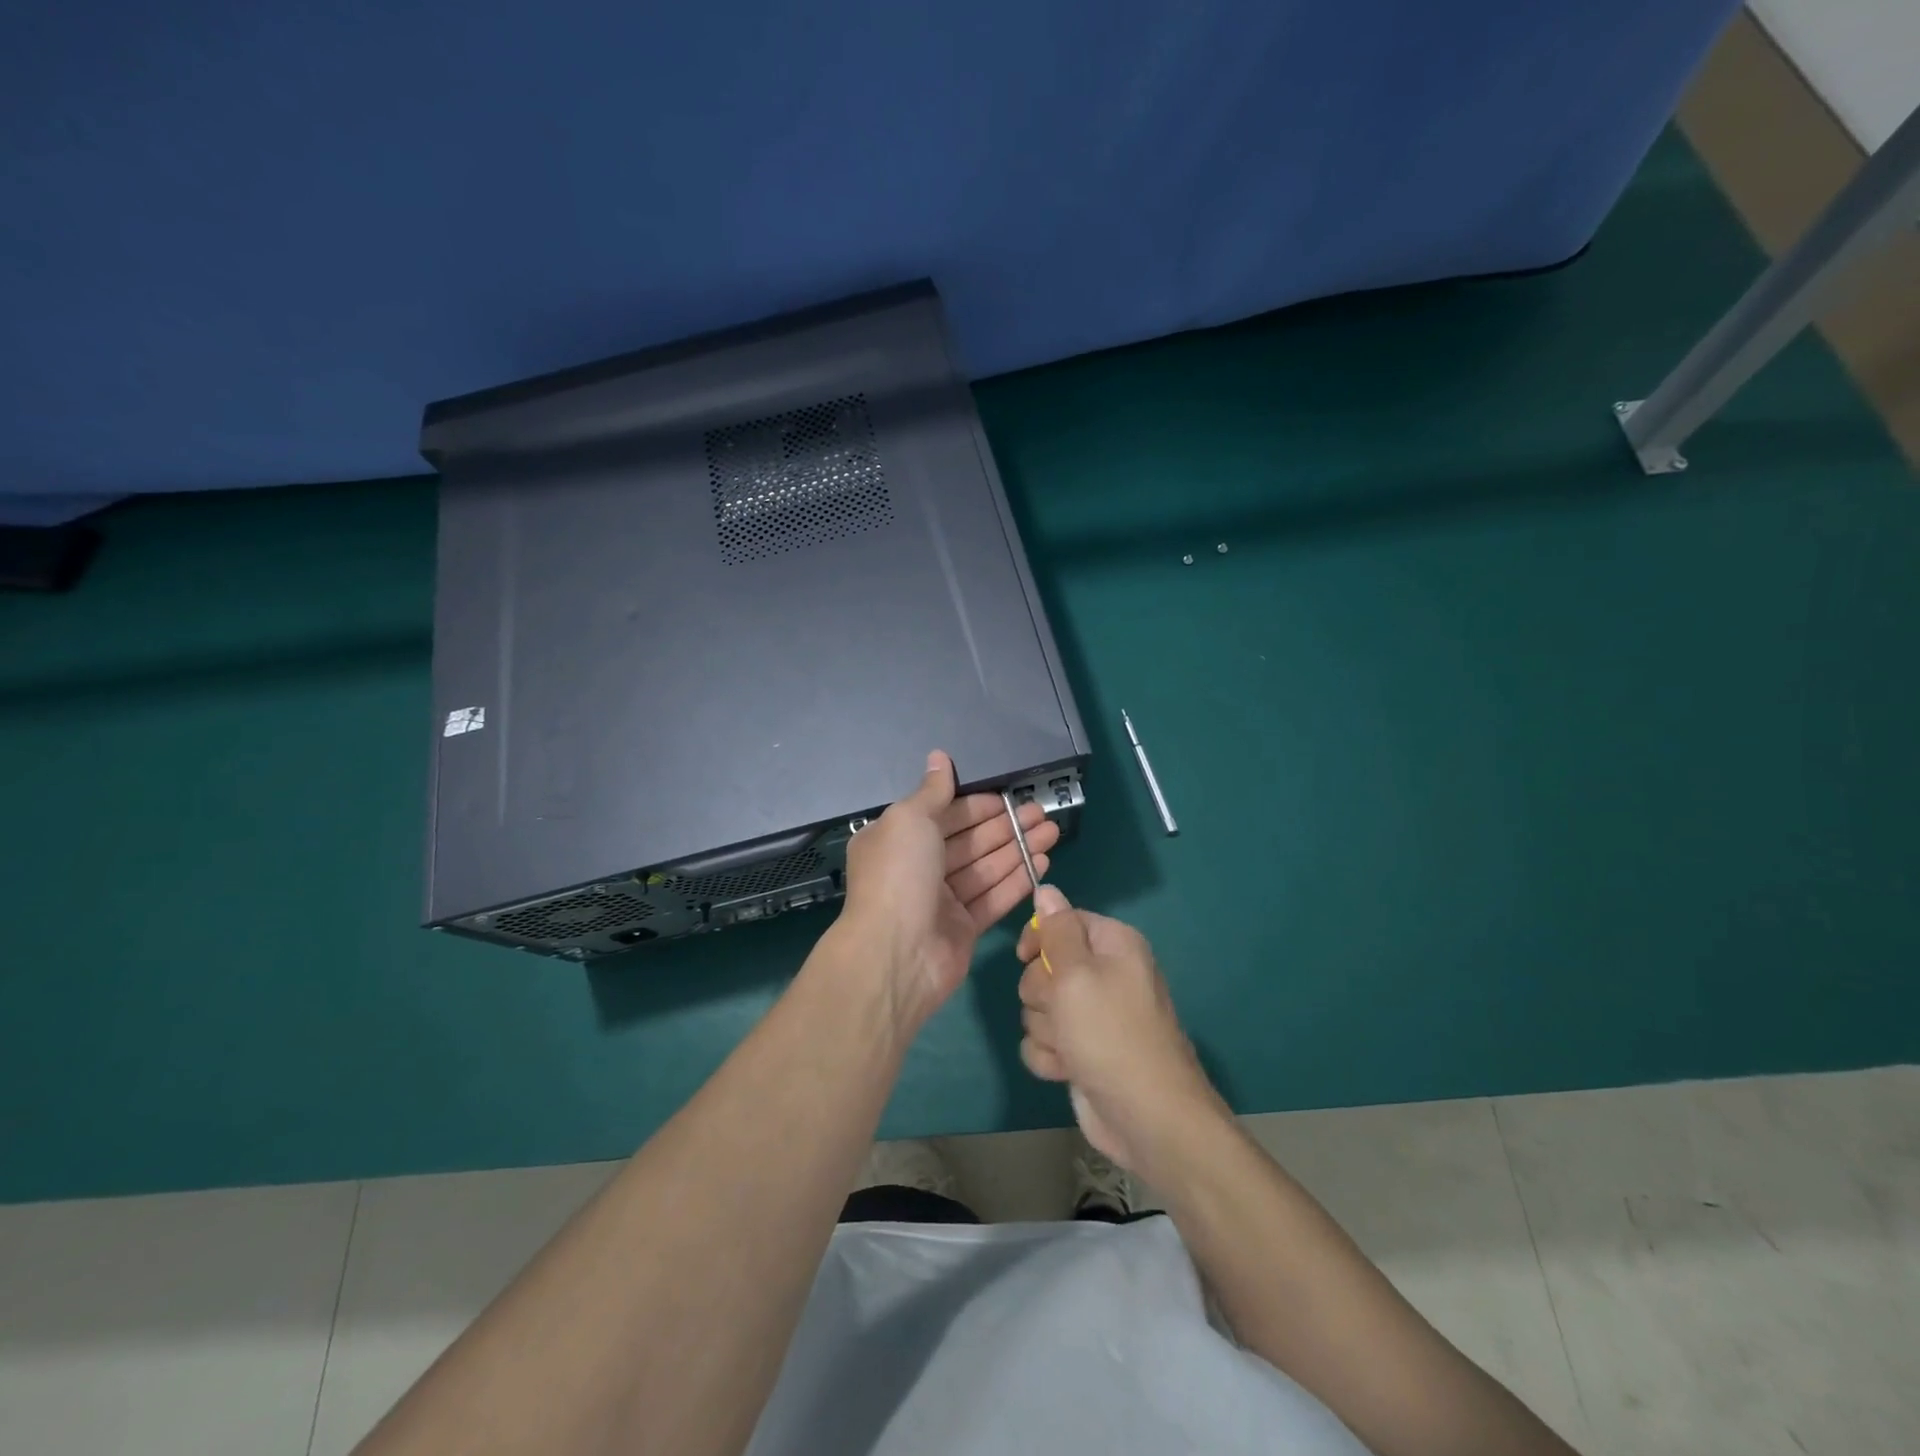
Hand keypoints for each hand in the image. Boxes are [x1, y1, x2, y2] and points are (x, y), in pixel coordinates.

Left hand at [836, 750, 1060, 1032]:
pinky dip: (1017, 880)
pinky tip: (1042, 863)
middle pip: (970, 841)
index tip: (1009, 798)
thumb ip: (932, 790)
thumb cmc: (899, 875)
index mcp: (898, 839)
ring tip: (1052, 832)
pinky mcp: (963, 928)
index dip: (977, 806)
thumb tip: (939, 756)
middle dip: (1005, 826)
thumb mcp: (910, 819)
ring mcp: (941, 900)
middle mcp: (918, 867)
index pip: (944, 815)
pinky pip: (993, 898)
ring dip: (1018, 849)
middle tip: (1042, 813)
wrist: (896, 954)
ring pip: (986, 868)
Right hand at [1017, 886, 1228, 1176]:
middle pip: (1044, 967)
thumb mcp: (1077, 973)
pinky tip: (1067, 1070)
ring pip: (1039, 1007)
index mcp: (1113, 945)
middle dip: (1043, 994)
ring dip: (1047, 1030)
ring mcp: (1092, 1016)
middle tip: (1063, 1011)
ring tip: (1071, 1047)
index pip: (1062, 920)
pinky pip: (1044, 1041)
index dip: (1040, 938)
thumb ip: (1057, 930)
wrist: (1146, 1117)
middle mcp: (1104, 975)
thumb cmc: (1110, 1034)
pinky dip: (1050, 1057)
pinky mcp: (1080, 1051)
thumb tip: (1047, 888)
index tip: (1026, 957)